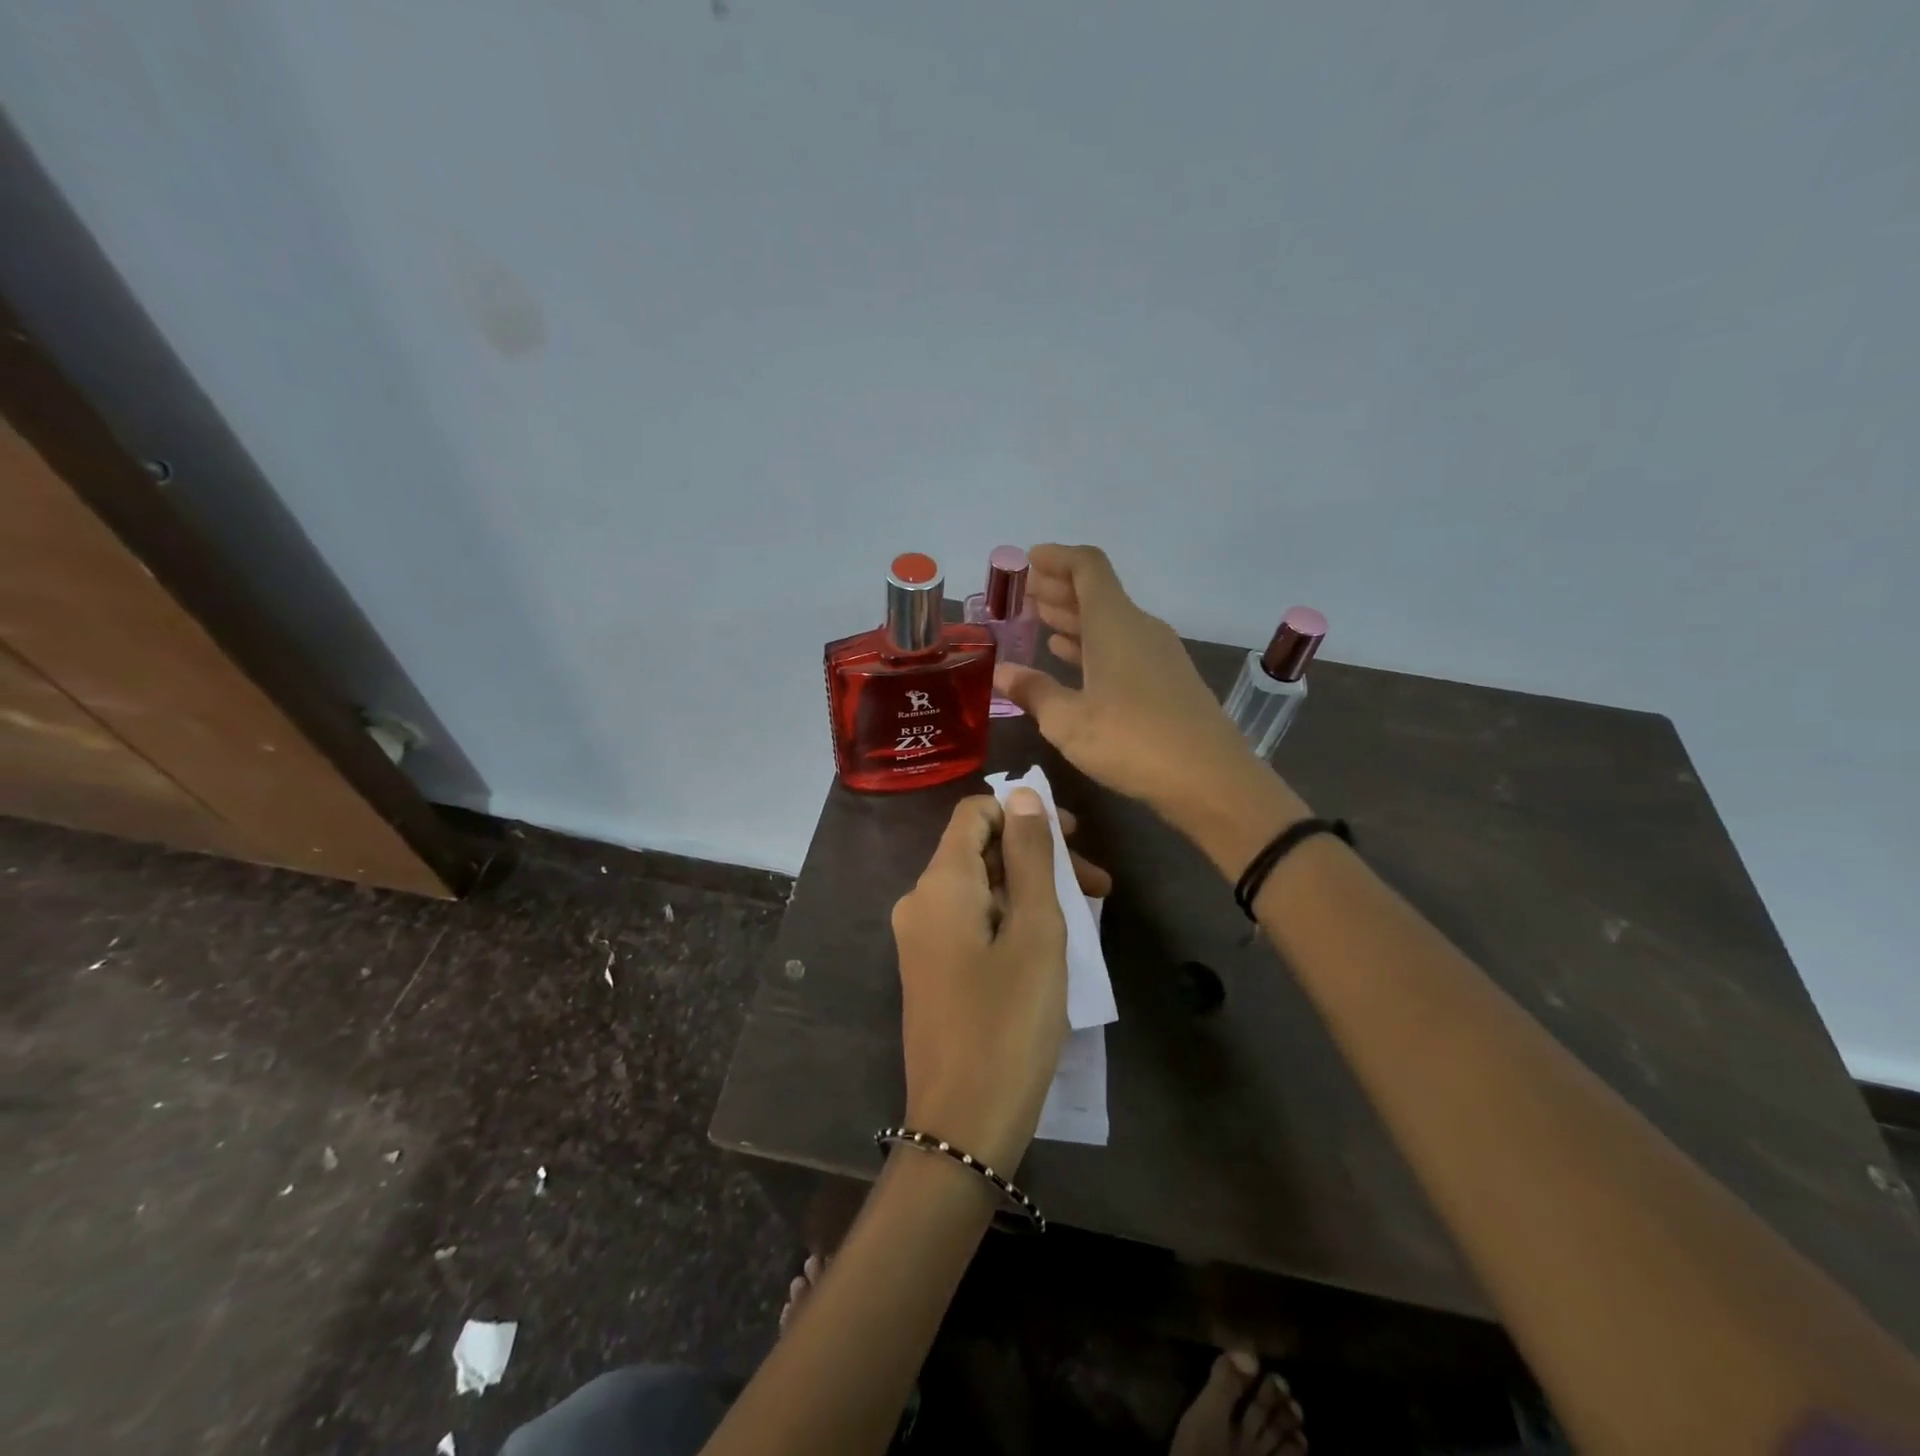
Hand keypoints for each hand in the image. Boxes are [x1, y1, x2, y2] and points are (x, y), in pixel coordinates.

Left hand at [891, 790, 1111, 1173]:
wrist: (962, 1124)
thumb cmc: (1008, 1022)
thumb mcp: (1034, 931)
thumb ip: (1029, 856)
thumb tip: (1022, 794)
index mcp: (940, 883)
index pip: (974, 813)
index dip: (1023, 813)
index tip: (1074, 839)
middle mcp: (920, 901)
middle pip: (980, 851)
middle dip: (1038, 857)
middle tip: (1097, 886)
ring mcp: (921, 938)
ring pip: (981, 889)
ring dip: (1031, 891)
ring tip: (1087, 916)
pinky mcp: (931, 969)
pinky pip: (972, 922)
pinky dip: (1011, 919)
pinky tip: (1051, 943)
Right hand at [994, 545, 1282, 839]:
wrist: (1210, 780)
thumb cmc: (1132, 742)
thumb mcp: (1068, 721)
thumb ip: (1033, 691)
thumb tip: (1001, 672)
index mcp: (1115, 624)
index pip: (1087, 567)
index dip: (1057, 557)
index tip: (1028, 560)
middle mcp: (1139, 628)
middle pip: (1098, 592)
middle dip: (1059, 588)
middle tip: (1024, 592)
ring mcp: (1158, 654)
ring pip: (1110, 622)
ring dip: (1075, 618)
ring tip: (1039, 620)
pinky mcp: (1168, 680)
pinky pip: (1123, 646)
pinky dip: (1093, 645)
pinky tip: (1072, 658)